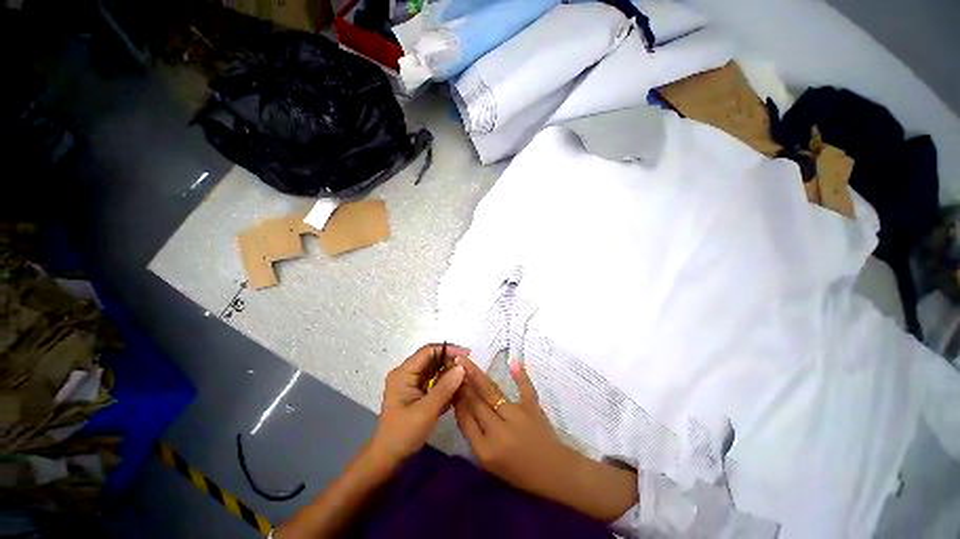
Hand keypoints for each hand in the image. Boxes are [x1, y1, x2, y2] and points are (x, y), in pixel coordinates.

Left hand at [371, 343, 467, 463]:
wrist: (389, 458)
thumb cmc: (404, 434)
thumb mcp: (426, 411)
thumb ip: (445, 388)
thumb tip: (462, 367)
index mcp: (404, 373)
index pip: (428, 351)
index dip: (448, 349)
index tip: (467, 355)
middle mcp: (407, 373)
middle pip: (432, 358)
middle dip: (450, 362)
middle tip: (469, 370)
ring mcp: (412, 382)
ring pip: (435, 369)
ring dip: (450, 372)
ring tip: (466, 379)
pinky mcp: (418, 390)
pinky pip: (435, 380)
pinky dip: (446, 382)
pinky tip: (458, 388)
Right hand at [453, 357, 576, 499]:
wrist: (553, 474)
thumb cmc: (518, 472)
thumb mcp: (489, 463)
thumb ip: (475, 436)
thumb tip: (462, 405)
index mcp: (485, 451)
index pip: (465, 419)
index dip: (456, 400)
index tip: (449, 384)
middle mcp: (499, 432)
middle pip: (476, 403)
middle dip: (463, 385)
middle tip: (454, 368)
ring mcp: (517, 417)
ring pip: (492, 393)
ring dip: (477, 376)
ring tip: (465, 362)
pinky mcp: (533, 408)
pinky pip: (525, 388)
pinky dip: (520, 375)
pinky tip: (513, 361)